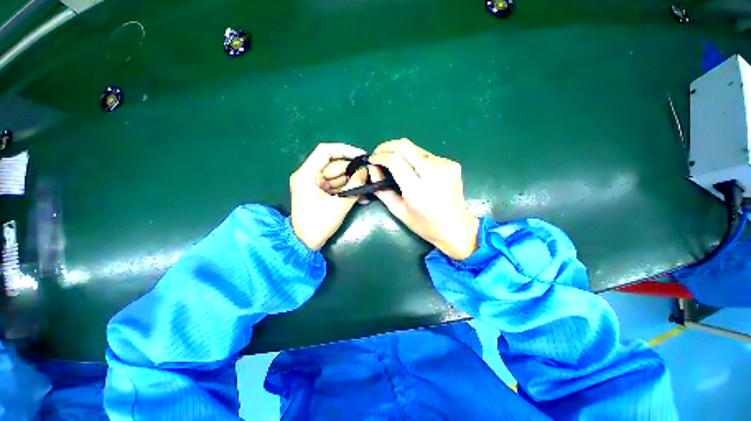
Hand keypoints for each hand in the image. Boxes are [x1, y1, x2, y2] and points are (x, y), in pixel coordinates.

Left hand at [290, 143, 367, 249]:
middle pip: (335, 166)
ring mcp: (315, 185)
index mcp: (307, 174)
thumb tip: (366, 172)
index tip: (361, 156)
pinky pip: (336, 187)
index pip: (325, 151)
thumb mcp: (339, 205)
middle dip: (353, 171)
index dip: (344, 150)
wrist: (305, 244)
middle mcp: (309, 176)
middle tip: (370, 175)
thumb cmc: (318, 224)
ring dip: (353, 182)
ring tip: (368, 189)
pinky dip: (348, 190)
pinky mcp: (320, 194)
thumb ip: (354, 187)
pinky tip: (362, 197)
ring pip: (338, 177)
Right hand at [369, 139, 479, 260]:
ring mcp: (445, 166)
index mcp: (417, 190)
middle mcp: (433, 173)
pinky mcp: (451, 163)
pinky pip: (426, 155)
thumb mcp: (398, 211)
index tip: (372, 159)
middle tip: (378, 153)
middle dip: (387, 146)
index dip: (380, 156)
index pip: (394, 160)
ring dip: (401, 152)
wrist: (457, 226)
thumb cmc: (424, 224)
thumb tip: (373, 170)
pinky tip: (413, 169)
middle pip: (405, 146)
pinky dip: (415, 158)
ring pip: (415, 148)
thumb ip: (382, 190)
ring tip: (394, 162)